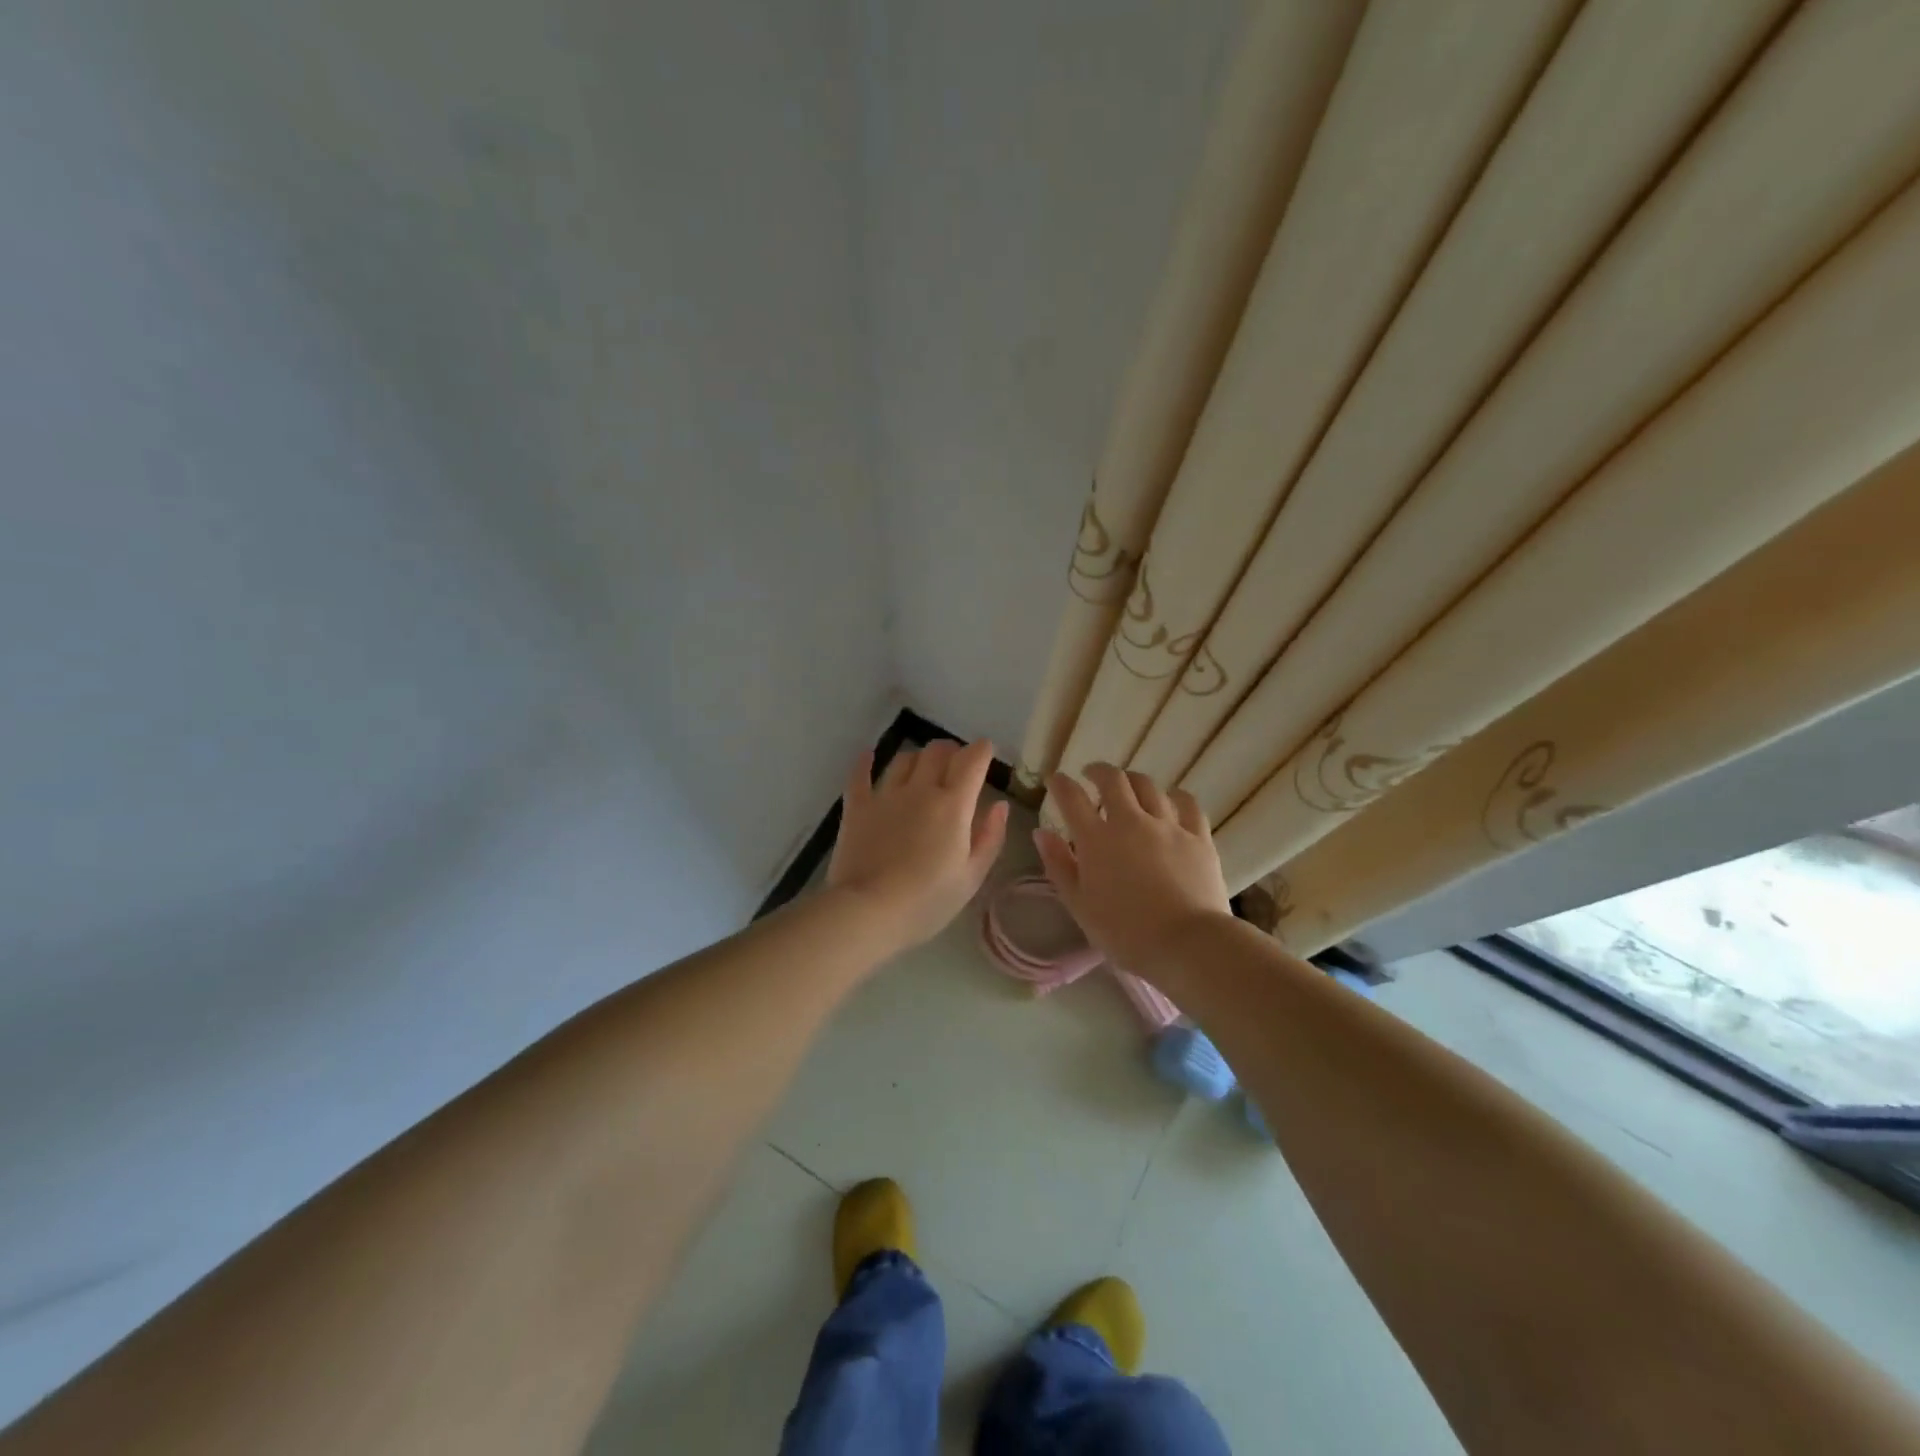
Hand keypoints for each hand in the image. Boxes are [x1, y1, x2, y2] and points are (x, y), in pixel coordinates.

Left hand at [827, 739, 1009, 951]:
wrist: (870, 911)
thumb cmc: (928, 900)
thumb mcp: (972, 876)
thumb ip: (990, 837)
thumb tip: (1000, 805)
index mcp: (953, 805)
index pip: (972, 760)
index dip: (982, 750)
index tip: (986, 752)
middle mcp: (920, 790)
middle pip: (937, 751)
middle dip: (952, 750)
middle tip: (956, 764)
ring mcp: (885, 795)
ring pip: (904, 758)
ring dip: (918, 757)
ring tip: (922, 768)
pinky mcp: (857, 807)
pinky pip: (860, 775)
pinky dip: (866, 762)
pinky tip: (869, 756)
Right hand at [1034, 763, 1232, 972]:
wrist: (1187, 944)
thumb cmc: (1125, 933)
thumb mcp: (1079, 905)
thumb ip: (1058, 865)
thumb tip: (1041, 833)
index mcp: (1096, 839)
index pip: (1071, 798)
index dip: (1059, 783)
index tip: (1054, 779)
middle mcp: (1131, 821)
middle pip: (1113, 780)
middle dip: (1098, 771)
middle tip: (1091, 774)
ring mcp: (1168, 826)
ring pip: (1149, 786)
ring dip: (1133, 781)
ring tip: (1128, 787)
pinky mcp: (1198, 837)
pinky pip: (1187, 803)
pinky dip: (1174, 796)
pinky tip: (1171, 799)